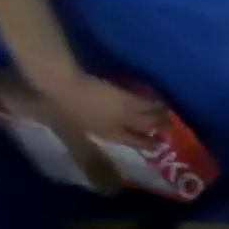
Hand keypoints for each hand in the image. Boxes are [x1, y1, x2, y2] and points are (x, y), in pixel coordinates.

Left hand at [36, 71, 163, 144]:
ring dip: (162, 117)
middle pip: (149, 129)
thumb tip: (106, 129)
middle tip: (168, 128)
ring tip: (167, 115)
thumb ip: (94, 127)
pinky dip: (155, 103)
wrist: (60, 84)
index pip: (136, 142)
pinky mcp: (129, 98)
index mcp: (108, 133)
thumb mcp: (74, 121)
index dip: (149, 144)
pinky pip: (147, 103)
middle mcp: (123, 125)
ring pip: (153, 117)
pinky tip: (159, 102)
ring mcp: (127, 112)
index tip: (158, 144)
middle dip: (160, 130)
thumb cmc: (60, 104)